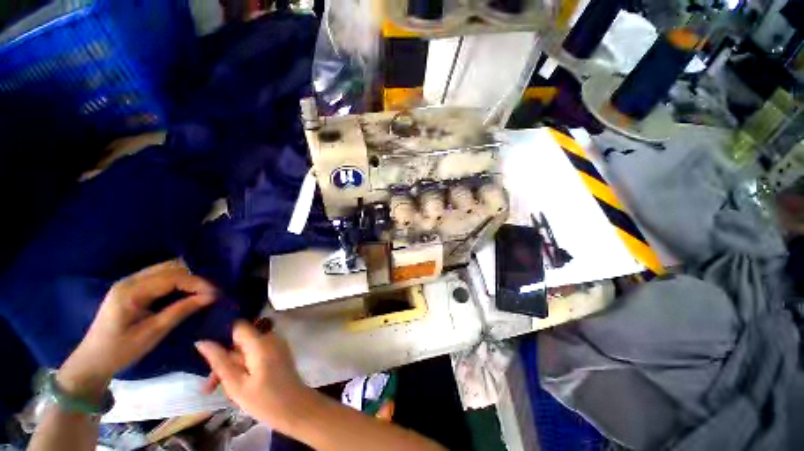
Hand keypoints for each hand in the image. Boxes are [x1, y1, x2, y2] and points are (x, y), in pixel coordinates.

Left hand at [58, 261, 216, 400]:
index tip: (215, 294)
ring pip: (167, 269)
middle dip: (194, 278)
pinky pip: (160, 276)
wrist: (92, 361)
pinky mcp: (131, 288)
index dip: (197, 283)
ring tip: (200, 292)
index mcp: (131, 291)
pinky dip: (177, 281)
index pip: (173, 277)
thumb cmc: (121, 350)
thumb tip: (210, 297)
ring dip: (187, 278)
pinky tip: (185, 291)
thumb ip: (181, 311)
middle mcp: (130, 280)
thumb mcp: (153, 333)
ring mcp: (129, 282)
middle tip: (209, 293)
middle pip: (170, 267)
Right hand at [195, 322, 314, 432]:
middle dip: (224, 360)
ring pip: (247, 350)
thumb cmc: (264, 399)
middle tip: (210, 385)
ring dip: (232, 367)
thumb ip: (219, 361)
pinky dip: (245, 366)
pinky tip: (237, 387)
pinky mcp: (278, 354)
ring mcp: (277, 345)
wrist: (295, 408)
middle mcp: (271, 338)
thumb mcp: (236, 384)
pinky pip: (256, 354)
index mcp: (261, 342)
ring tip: (221, 391)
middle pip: (241, 341)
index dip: (221, 333)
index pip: (238, 325)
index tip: (205, 348)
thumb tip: (202, 341)